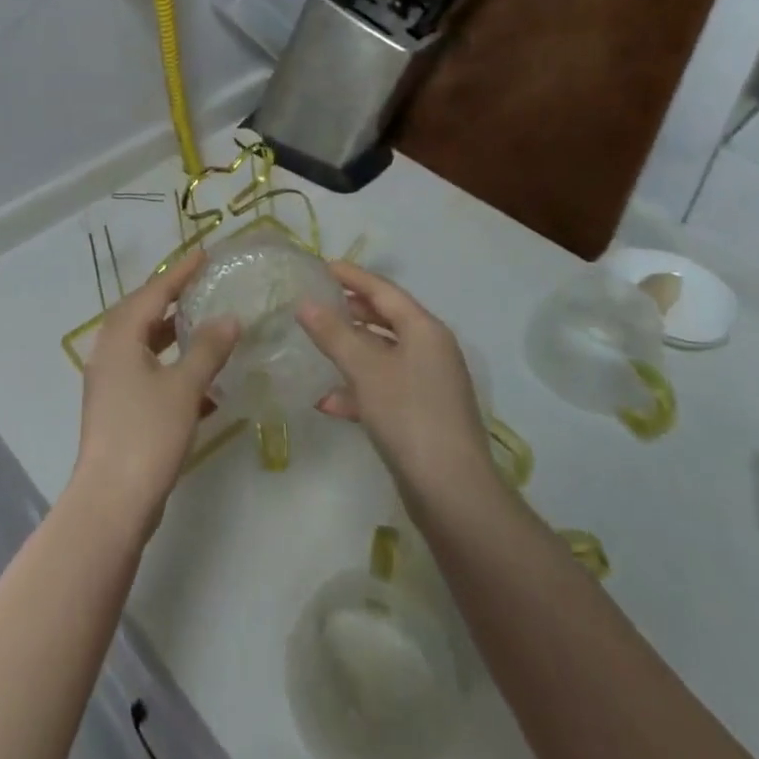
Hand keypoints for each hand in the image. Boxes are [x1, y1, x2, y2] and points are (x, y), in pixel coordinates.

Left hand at [71, 251, 238, 542]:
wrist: (112, 501)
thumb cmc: (147, 433)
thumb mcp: (184, 387)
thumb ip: (207, 349)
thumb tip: (229, 318)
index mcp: (120, 337)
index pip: (154, 292)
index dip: (180, 273)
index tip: (204, 253)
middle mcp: (110, 352)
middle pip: (143, 314)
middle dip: (173, 299)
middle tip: (203, 284)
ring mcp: (111, 382)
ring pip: (145, 345)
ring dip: (173, 334)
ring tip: (205, 325)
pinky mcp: (118, 408)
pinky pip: (147, 373)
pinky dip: (172, 368)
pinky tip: (203, 381)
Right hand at [297, 261, 500, 514]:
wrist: (453, 492)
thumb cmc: (409, 415)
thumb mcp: (365, 369)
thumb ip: (334, 334)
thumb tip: (305, 304)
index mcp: (425, 330)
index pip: (384, 291)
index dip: (353, 276)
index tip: (323, 266)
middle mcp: (431, 350)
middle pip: (387, 319)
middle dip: (351, 311)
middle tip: (317, 302)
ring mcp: (429, 384)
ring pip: (383, 354)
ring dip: (351, 350)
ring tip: (316, 345)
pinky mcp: (422, 415)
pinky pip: (385, 387)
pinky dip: (358, 388)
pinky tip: (328, 402)